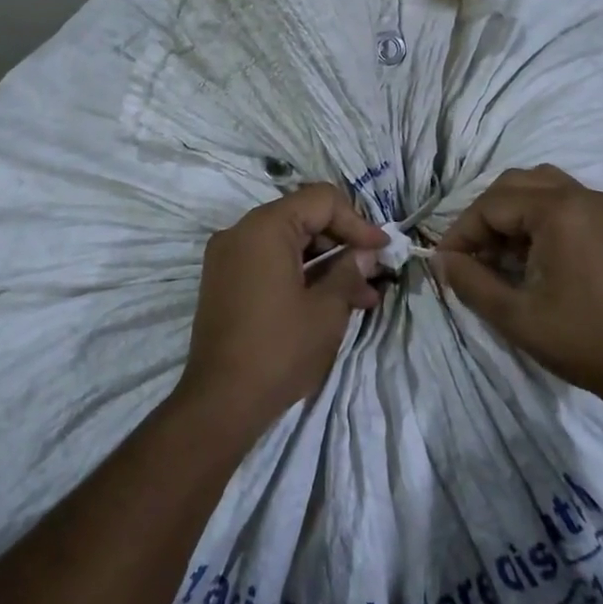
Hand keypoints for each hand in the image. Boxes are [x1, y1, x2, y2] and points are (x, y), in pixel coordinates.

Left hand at [176, 184, 389, 444]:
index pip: (321, 200)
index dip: (357, 222)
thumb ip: (348, 272)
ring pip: (288, 243)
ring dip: (324, 263)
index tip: (382, 249)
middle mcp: (241, 231)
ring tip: (361, 298)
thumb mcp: (326, 310)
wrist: (220, 402)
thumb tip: (365, 255)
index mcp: (265, 227)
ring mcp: (227, 257)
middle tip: (373, 275)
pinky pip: (268, 262)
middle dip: (342, 244)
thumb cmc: (279, 349)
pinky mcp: (224, 281)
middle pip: (303, 218)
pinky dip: (299, 273)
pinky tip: (329, 302)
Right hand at [434, 165, 602, 405]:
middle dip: (484, 216)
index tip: (446, 262)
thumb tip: (441, 260)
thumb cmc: (581, 339)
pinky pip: (562, 198)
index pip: (492, 205)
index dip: (462, 232)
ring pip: (539, 185)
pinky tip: (529, 251)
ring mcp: (601, 206)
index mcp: (558, 211)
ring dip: (510, 210)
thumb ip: (470, 282)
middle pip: (514, 185)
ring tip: (498, 250)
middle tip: (470, 255)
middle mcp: (581, 195)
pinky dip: (536, 214)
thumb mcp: (515, 316)